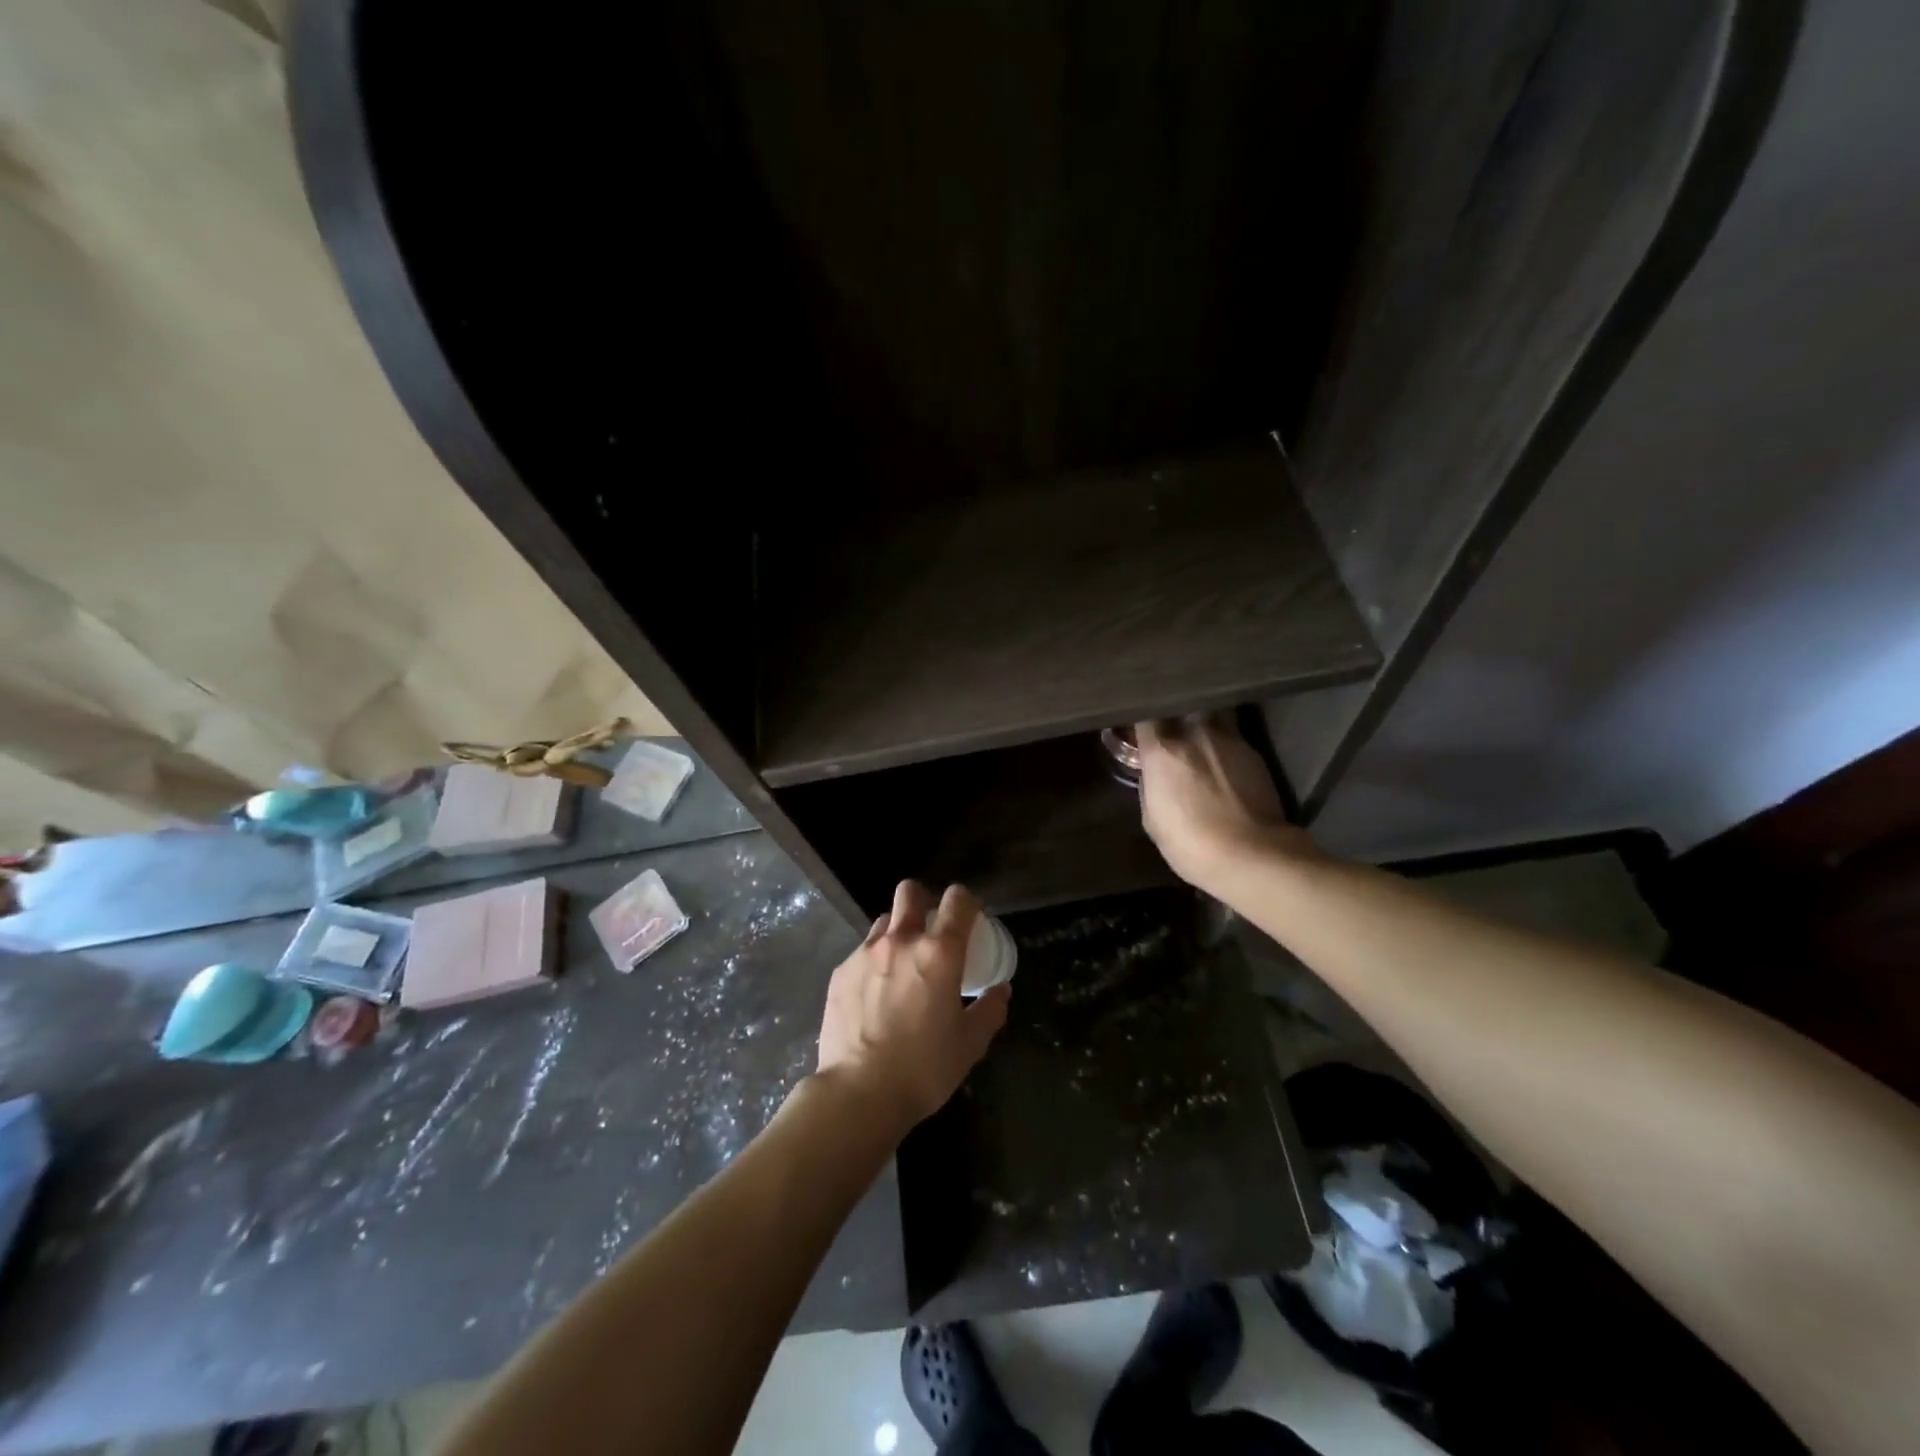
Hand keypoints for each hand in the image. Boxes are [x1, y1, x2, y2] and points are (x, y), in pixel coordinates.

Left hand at [815, 880, 1010, 1134]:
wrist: (859, 1093)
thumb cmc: (924, 1068)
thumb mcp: (970, 1044)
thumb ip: (990, 1011)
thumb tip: (1001, 991)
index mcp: (939, 953)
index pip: (958, 899)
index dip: (967, 902)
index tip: (970, 919)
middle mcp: (901, 941)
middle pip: (911, 891)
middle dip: (924, 900)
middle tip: (932, 930)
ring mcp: (865, 953)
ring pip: (884, 921)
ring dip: (898, 932)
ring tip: (902, 964)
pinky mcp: (840, 972)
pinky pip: (862, 952)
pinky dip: (874, 962)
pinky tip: (875, 994)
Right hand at [1136, 717, 1315, 895]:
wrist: (1252, 854)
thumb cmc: (1189, 842)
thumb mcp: (1153, 819)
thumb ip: (1151, 787)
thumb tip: (1155, 775)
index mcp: (1162, 749)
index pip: (1145, 716)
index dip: (1141, 722)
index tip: (1139, 731)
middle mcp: (1194, 733)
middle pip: (1179, 708)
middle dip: (1173, 716)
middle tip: (1169, 732)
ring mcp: (1228, 739)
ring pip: (1209, 717)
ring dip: (1201, 726)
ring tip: (1198, 744)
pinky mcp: (1254, 753)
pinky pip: (1231, 738)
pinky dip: (1223, 747)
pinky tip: (1223, 766)